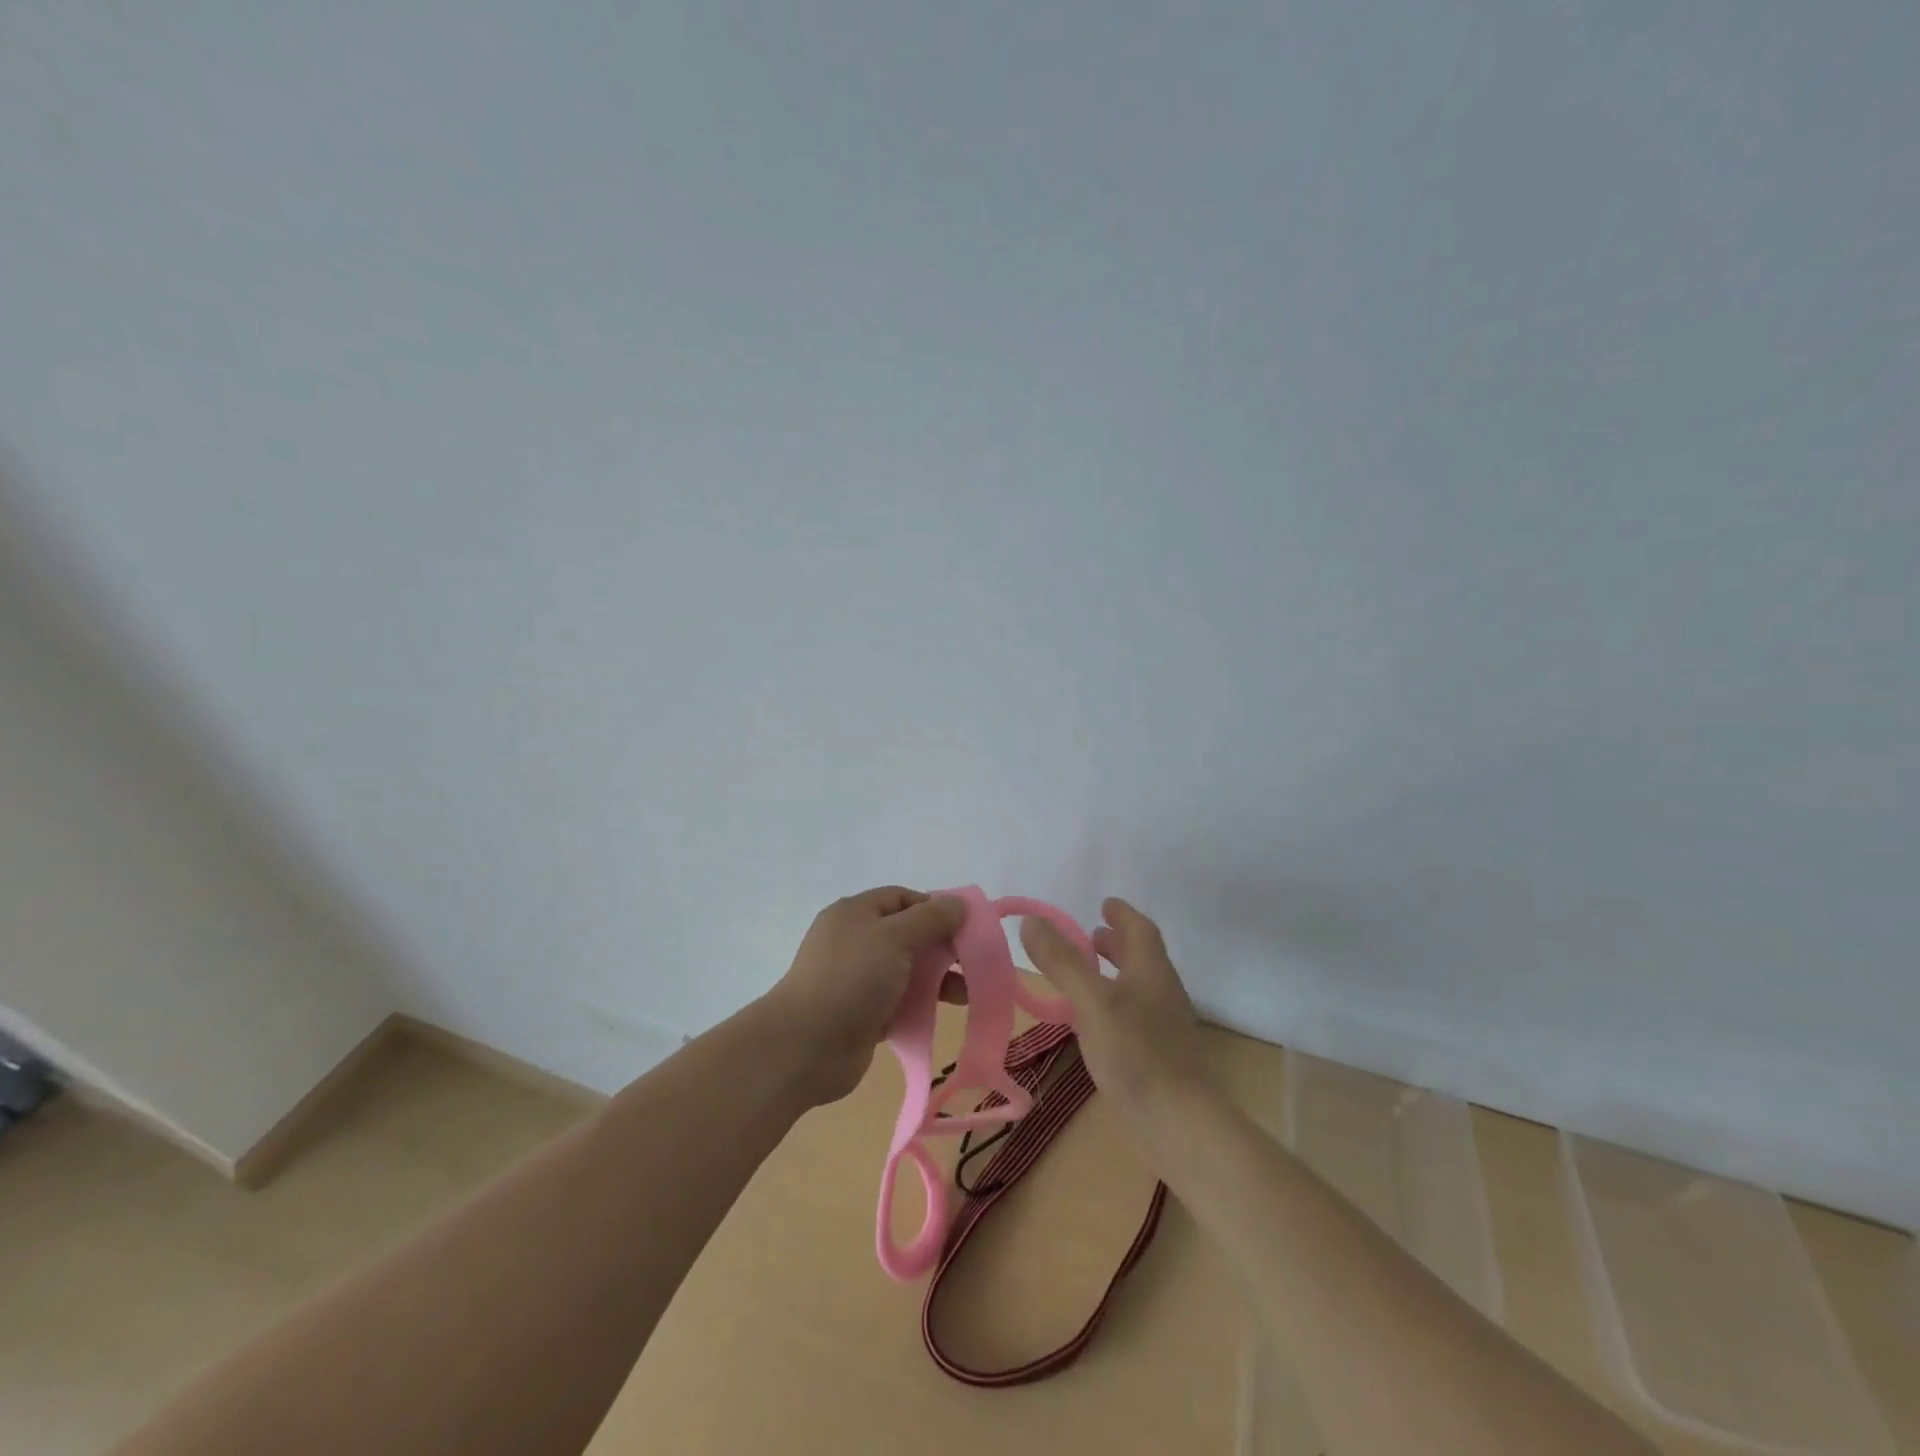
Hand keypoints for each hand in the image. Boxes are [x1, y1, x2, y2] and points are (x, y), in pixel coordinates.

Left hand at [765, 887, 966, 1105]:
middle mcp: (855, 941)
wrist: (806, 1046)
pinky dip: (922, 1004)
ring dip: (938, 978)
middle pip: (908, 934)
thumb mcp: (895, 937)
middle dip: (942, 946)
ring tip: (968, 994)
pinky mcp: (862, 1014)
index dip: (935, 908)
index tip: (966, 927)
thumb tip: (959, 903)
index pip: (903, 898)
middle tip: (975, 961)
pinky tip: (944, 1013)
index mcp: (856, 913)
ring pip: (907, 970)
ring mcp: (857, 979)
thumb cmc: (852, 978)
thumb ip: (931, 919)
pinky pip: (900, 1001)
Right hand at [1020, 898, 1213, 1121]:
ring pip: (1139, 986)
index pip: (1140, 929)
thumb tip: (1031, 921)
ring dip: (1115, 973)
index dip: (1122, 914)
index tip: (1104, 904)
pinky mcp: (1159, 1056)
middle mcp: (1162, 992)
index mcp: (1151, 971)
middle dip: (1117, 943)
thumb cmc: (1136, 1053)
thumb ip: (1063, 962)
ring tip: (1085, 976)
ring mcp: (1164, 1026)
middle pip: (1142, 957)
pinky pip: (1134, 1014)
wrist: (1181, 1123)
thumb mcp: (1092, 1002)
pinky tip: (1093, 1023)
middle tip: (1091, 936)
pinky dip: (1114, 1003)